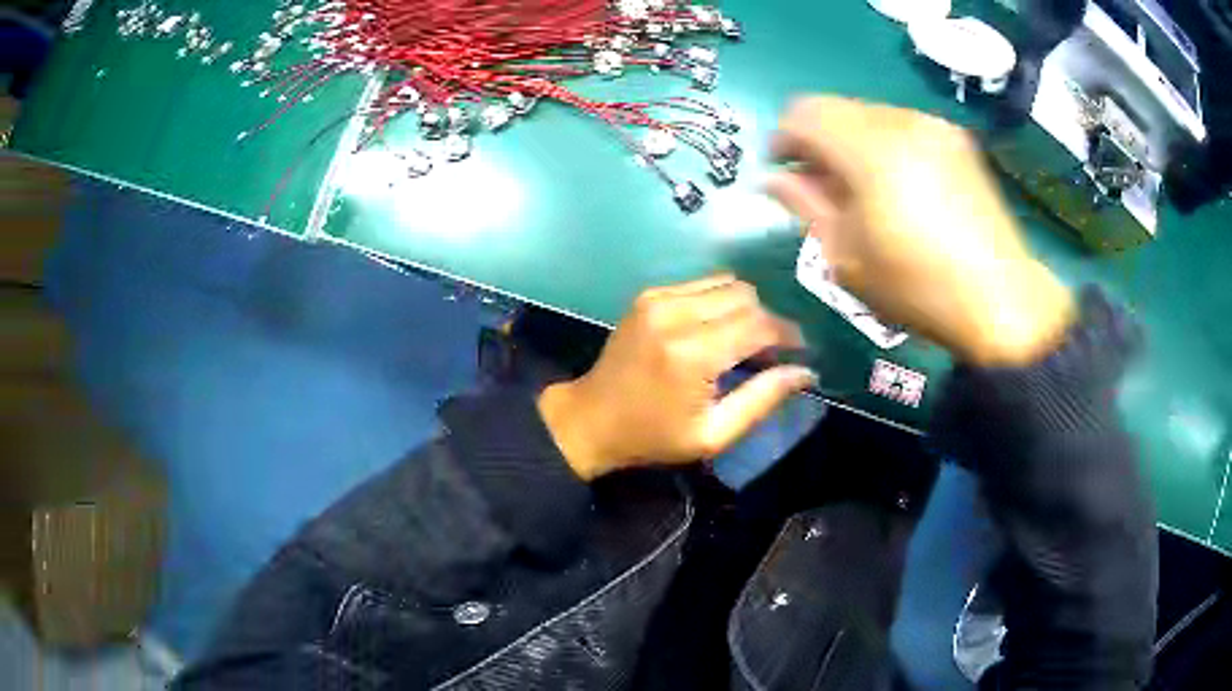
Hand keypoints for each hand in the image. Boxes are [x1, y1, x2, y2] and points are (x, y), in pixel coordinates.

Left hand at [538, 275, 815, 480]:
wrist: (592, 418)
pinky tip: (716, 329)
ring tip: (744, 341)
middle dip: (768, 322)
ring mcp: (659, 299)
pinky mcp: (649, 295)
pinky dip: (719, 302)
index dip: (788, 336)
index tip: (801, 352)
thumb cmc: (653, 436)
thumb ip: (762, 399)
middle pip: (747, 297)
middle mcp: (676, 315)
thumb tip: (805, 372)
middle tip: (770, 353)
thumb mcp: (713, 434)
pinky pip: (702, 284)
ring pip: (727, 283)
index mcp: (692, 355)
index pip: (759, 325)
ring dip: (745, 309)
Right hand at [767, 96, 1074, 366]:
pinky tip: (896, 186)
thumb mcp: (847, 256)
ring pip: (869, 115)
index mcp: (869, 149)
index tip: (783, 170)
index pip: (803, 112)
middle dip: (818, 140)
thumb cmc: (917, 287)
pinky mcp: (957, 141)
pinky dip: (884, 146)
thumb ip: (805, 205)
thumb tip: (774, 178)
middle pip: (836, 108)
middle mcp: (900, 121)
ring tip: (861, 189)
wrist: (1001, 299)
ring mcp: (933, 127)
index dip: (783, 137)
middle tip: (820, 185)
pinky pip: (902, 126)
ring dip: (851, 143)